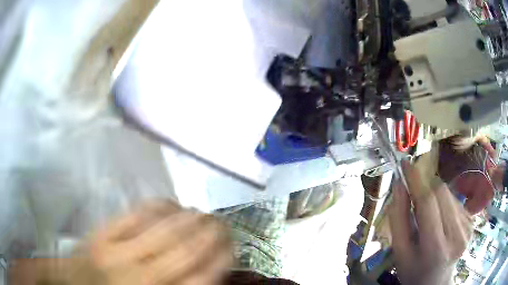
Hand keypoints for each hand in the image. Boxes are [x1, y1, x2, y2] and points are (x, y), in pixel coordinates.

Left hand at [10, 201, 231, 284]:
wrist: (74, 284)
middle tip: (224, 223)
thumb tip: (210, 270)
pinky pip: (138, 213)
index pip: (202, 277)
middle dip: (211, 233)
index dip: (223, 259)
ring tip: (204, 212)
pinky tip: (172, 205)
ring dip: (191, 217)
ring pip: (165, 227)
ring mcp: (118, 250)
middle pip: (186, 249)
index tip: (232, 246)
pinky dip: (161, 206)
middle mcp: (141, 275)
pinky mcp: (103, 232)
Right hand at [389, 163, 472, 284]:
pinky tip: (440, 218)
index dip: (417, 180)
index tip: (405, 164)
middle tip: (413, 192)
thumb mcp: (400, 251)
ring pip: (449, 193)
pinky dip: (444, 202)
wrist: (436, 281)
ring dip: (434, 195)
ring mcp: (467, 227)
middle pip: (441, 193)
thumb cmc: (413, 270)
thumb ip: (398, 218)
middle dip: (425, 186)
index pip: (428, 203)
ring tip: (427, 213)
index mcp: (435, 248)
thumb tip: (399, 184)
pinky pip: (455, 200)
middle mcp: (457, 235)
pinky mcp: (472, 222)